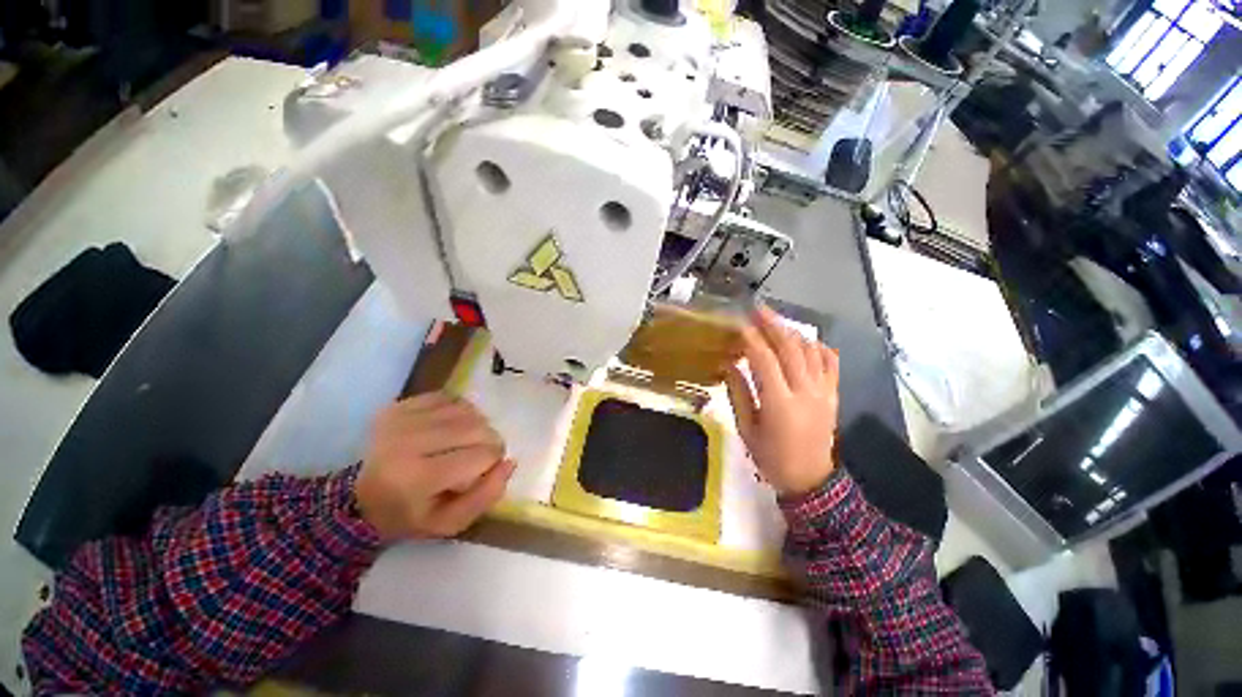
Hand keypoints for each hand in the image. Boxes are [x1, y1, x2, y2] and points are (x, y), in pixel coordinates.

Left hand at [354, 392, 515, 541]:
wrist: (357, 498)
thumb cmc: (408, 515)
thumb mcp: (449, 523)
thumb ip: (486, 496)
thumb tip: (510, 462)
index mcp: (417, 478)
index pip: (482, 454)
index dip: (493, 461)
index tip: (484, 471)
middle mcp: (408, 442)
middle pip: (477, 428)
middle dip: (489, 441)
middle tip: (480, 454)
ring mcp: (402, 419)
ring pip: (467, 410)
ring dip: (477, 425)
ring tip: (465, 441)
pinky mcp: (400, 405)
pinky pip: (450, 398)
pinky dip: (461, 411)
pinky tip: (453, 426)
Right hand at [726, 306, 840, 496]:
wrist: (811, 479)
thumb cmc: (771, 457)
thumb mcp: (746, 428)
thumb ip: (737, 393)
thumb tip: (728, 364)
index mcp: (780, 404)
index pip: (765, 360)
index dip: (751, 338)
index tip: (739, 323)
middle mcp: (805, 392)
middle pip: (790, 348)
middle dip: (773, 324)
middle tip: (758, 309)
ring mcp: (824, 392)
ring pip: (810, 351)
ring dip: (792, 331)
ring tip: (775, 321)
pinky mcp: (833, 394)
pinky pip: (830, 362)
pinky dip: (817, 346)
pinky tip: (804, 340)